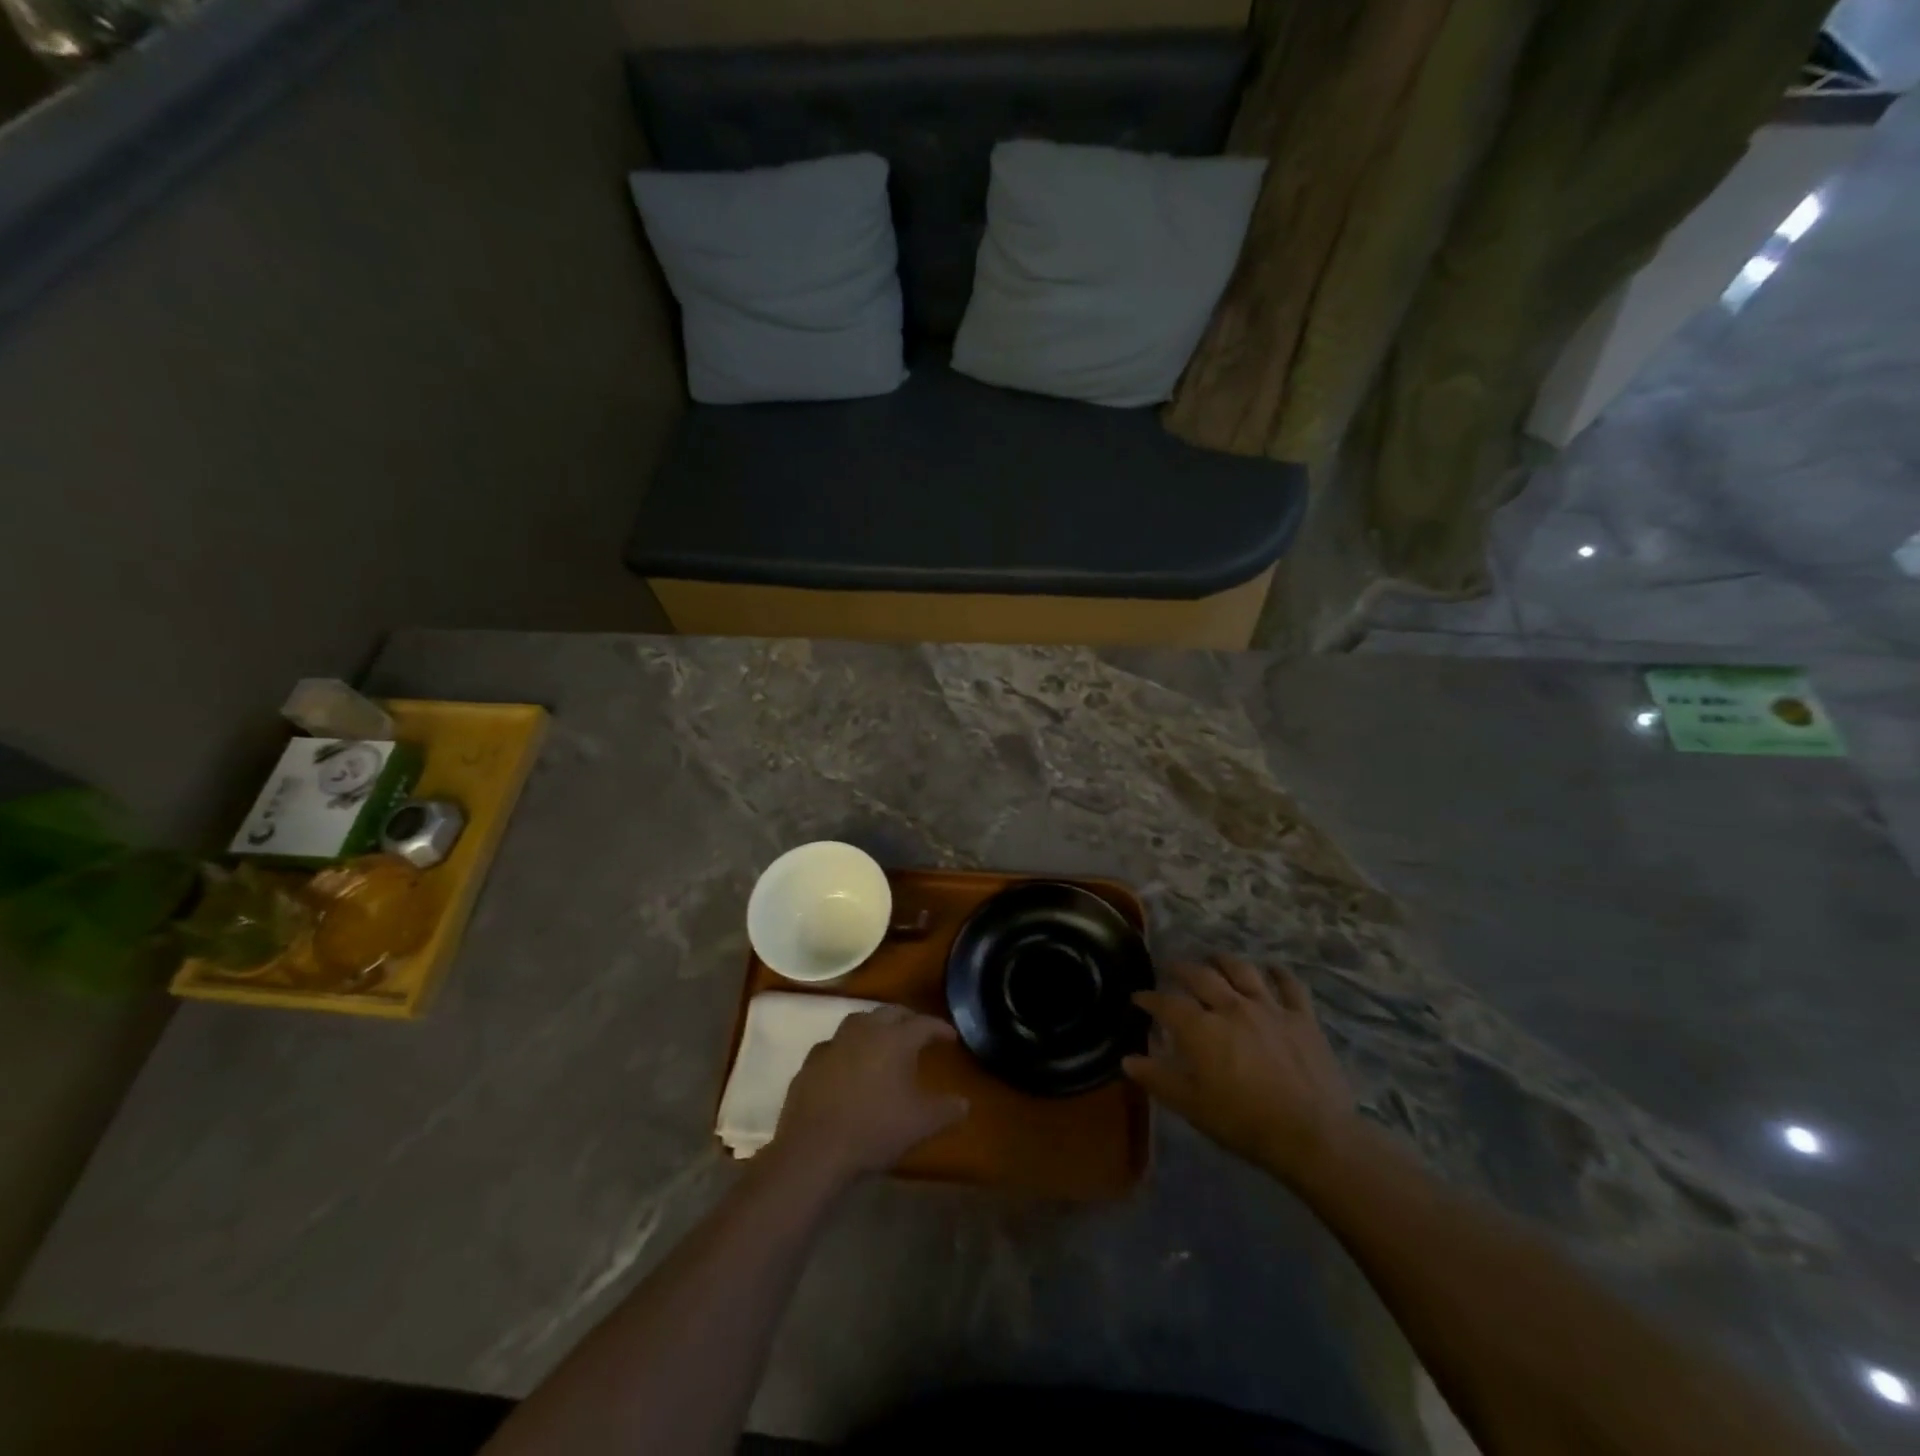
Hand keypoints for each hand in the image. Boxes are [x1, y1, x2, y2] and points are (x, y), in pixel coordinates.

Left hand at [771, 1006, 968, 1184]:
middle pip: (891, 1012)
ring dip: (875, 1025)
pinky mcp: (811, 1062)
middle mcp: (865, 1031)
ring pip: (859, 1021)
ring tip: (883, 1040)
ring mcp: (834, 1043)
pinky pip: (834, 1045)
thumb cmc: (875, 1130)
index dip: (940, 1028)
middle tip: (919, 1032)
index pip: (923, 1024)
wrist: (815, 1149)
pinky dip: (846, 1048)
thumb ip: (947, 1110)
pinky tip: (848, 1063)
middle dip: (908, 1019)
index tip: (951, 1037)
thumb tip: (964, 1103)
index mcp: (895, 1040)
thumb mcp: (920, 1124)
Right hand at [1126, 956, 1357, 1184]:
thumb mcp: (1191, 1106)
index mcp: (1201, 1028)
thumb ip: (1157, 1078)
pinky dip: (1279, 973)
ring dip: (1223, 961)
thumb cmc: (1243, 1122)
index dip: (1149, 998)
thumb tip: (1127, 1060)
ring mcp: (1269, 1008)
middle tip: (1171, 967)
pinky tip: (1272, 968)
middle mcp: (1231, 1007)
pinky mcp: (1302, 1018)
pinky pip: (1290, 986)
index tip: (1138, 997)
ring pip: (1242, 970)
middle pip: (1201, 976)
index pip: (1166, 1003)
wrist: (1312, 1136)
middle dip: (1181, 968)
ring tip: (1214, 958)